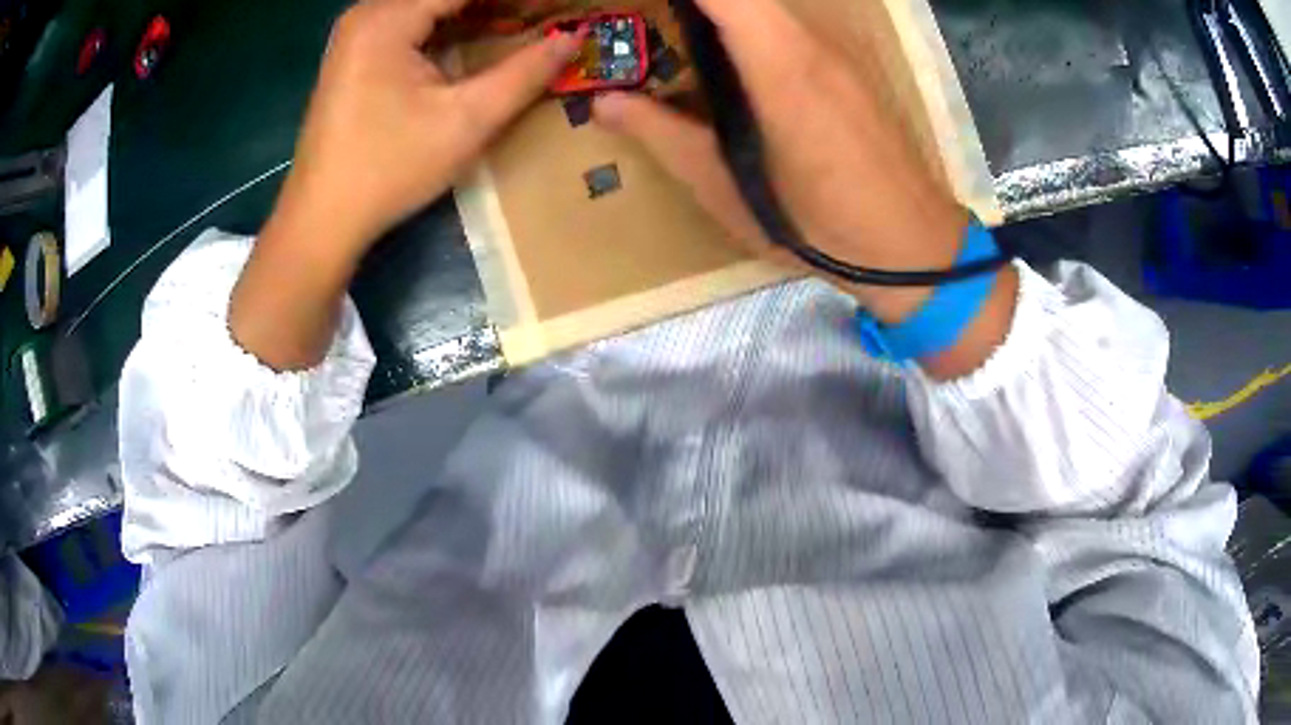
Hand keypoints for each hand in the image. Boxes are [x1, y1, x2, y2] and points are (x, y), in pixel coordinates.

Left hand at [232, 0, 579, 370]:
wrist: (321, 220)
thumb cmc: (389, 170)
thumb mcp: (466, 121)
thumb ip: (525, 73)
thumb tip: (573, 39)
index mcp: (387, 18)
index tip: (558, 6)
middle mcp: (368, 12)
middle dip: (497, 3)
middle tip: (542, 17)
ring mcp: (357, 32)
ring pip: (429, 4)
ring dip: (477, 10)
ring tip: (522, 22)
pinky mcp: (355, 53)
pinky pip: (412, 21)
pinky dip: (450, 24)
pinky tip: (480, 35)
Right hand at [592, 0, 973, 324]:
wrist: (910, 246)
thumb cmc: (814, 223)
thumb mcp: (725, 185)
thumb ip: (661, 133)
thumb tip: (605, 102)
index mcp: (778, 60)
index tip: (649, 8)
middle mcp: (813, 38)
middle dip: (700, 5)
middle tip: (661, 25)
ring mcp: (839, 48)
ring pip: (772, 6)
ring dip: (727, 14)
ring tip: (689, 41)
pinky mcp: (853, 64)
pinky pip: (794, 23)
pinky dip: (757, 26)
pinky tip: (741, 64)